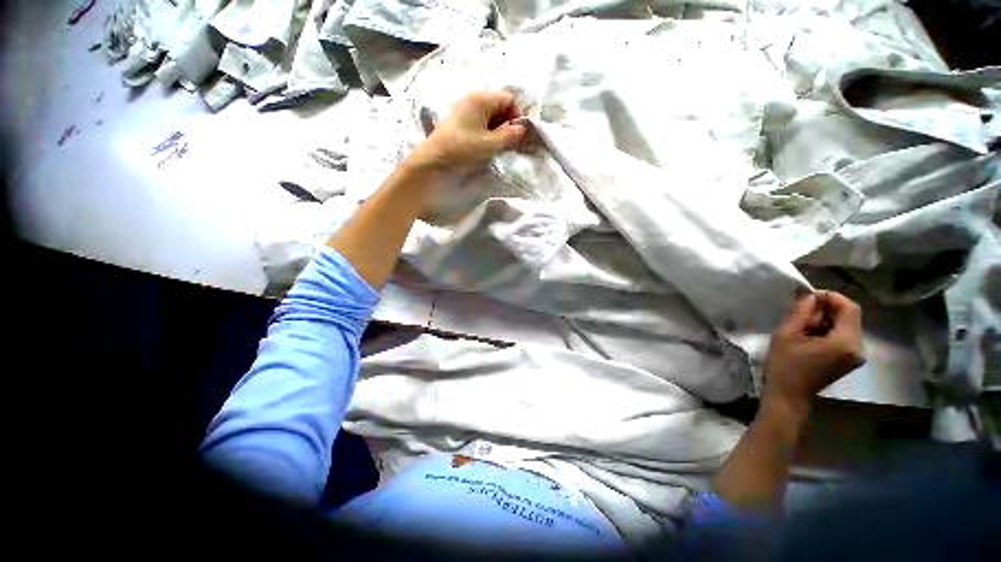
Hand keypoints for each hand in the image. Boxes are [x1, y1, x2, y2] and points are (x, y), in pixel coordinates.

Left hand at [407, 90, 527, 171]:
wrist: (434, 160)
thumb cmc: (463, 149)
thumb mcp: (490, 144)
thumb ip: (510, 135)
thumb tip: (522, 129)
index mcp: (481, 98)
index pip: (509, 99)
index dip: (516, 115)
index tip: (516, 136)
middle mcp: (472, 98)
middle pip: (499, 105)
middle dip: (507, 123)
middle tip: (508, 143)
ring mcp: (464, 109)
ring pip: (490, 115)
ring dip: (497, 129)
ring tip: (496, 146)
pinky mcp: (459, 121)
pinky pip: (480, 121)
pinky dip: (487, 132)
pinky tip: (485, 145)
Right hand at [763, 291, 864, 415]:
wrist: (789, 395)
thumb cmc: (785, 365)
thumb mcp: (786, 334)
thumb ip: (801, 312)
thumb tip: (809, 295)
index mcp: (846, 342)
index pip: (849, 307)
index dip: (830, 297)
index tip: (807, 297)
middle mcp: (858, 347)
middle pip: (849, 315)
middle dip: (826, 309)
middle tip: (800, 314)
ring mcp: (856, 355)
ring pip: (846, 324)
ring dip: (826, 319)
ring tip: (802, 326)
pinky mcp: (850, 359)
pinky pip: (844, 335)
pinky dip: (828, 329)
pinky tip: (810, 336)